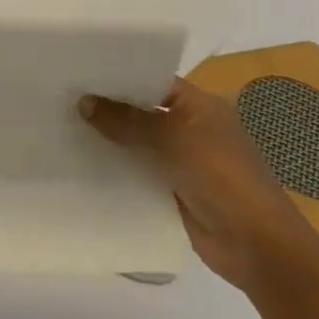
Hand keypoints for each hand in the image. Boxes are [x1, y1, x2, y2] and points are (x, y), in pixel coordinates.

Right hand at [81, 79, 318, 291]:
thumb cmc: (221, 176)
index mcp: (199, 105)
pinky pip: (138, 173)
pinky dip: (116, 169)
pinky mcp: (173, 191)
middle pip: (142, 112)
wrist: (257, 245)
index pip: (153, 80)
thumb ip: (127, 120)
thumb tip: (84, 102)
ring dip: (109, 140)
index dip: (118, 76)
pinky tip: (82, 164)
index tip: (79, 72)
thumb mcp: (172, 139)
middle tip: (62, 98)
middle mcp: (190, 128)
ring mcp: (182, 161)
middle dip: (108, 108)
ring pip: (137, 144)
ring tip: (63, 127)